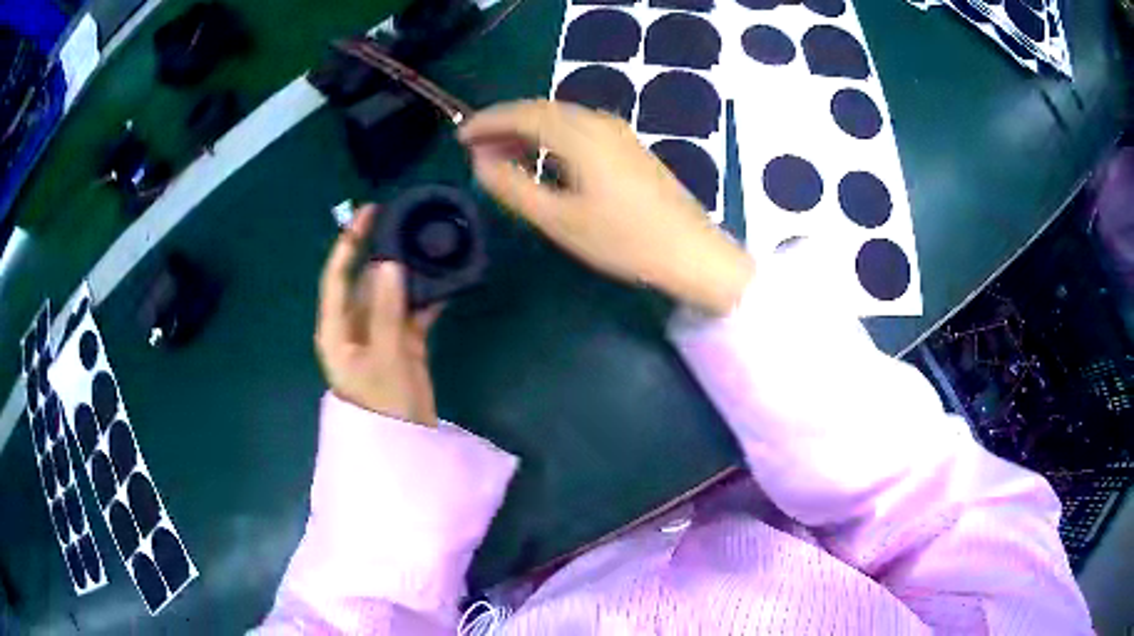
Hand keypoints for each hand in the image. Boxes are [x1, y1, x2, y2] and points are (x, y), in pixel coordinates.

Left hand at [315, 206, 440, 425]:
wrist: (404, 446)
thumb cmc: (383, 405)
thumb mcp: (385, 356)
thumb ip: (387, 310)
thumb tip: (390, 262)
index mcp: (337, 329)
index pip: (337, 277)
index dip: (349, 244)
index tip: (370, 213)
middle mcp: (354, 328)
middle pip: (366, 282)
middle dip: (384, 253)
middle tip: (408, 224)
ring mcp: (380, 337)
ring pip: (391, 295)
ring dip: (407, 274)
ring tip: (429, 245)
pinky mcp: (402, 346)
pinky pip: (412, 313)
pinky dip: (425, 299)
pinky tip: (444, 282)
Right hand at [459, 100, 753, 314]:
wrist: (691, 252)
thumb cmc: (624, 240)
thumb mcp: (560, 220)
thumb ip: (514, 187)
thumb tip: (480, 162)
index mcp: (580, 134)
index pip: (522, 114)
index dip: (487, 122)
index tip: (459, 136)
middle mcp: (599, 122)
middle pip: (541, 109)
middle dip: (504, 124)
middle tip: (476, 148)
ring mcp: (618, 132)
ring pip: (561, 117)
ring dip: (528, 130)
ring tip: (502, 155)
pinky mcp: (629, 146)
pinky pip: (579, 128)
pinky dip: (552, 137)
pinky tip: (544, 159)